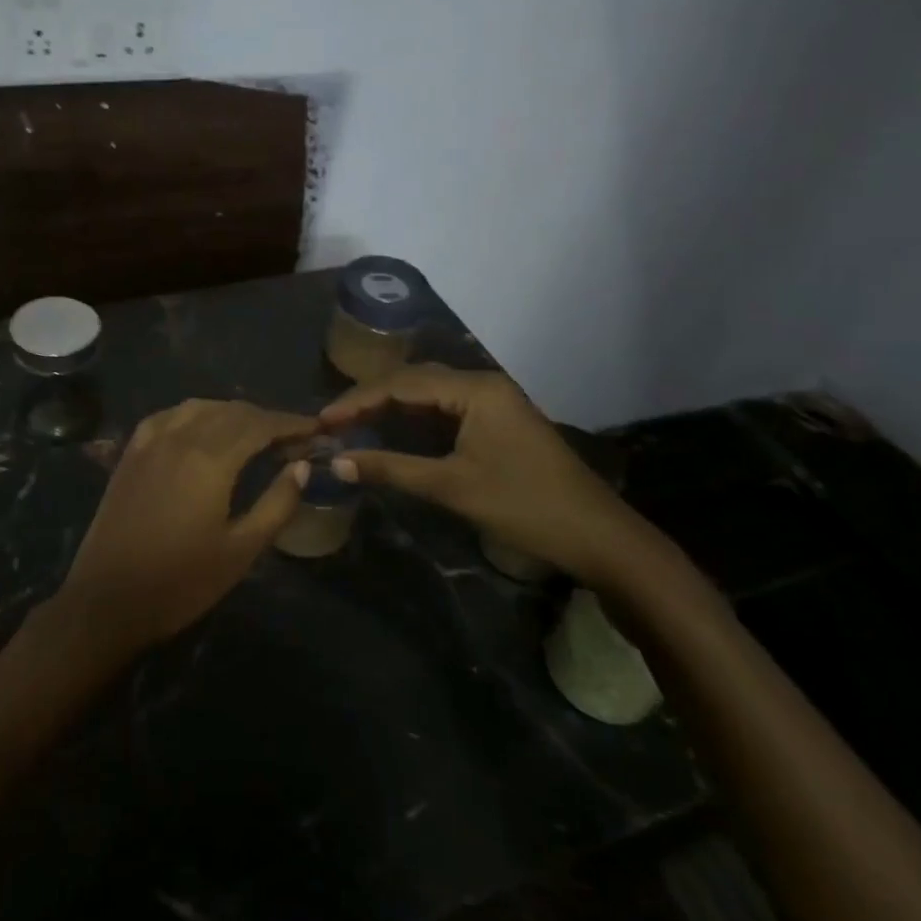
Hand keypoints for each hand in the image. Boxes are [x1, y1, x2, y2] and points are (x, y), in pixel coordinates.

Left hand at [51, 399, 315, 663]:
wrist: (107, 600)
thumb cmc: (181, 582)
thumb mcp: (241, 550)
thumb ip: (277, 504)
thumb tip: (301, 467)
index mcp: (210, 459)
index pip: (259, 424)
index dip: (291, 423)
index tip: (315, 429)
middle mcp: (179, 437)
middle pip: (231, 411)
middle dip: (265, 419)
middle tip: (291, 438)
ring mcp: (150, 441)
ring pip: (200, 407)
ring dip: (232, 414)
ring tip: (253, 434)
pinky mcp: (130, 453)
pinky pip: (169, 416)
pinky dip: (196, 415)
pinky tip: (203, 430)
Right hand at [321, 364, 659, 587]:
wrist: (598, 537)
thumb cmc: (525, 506)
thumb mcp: (452, 487)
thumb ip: (391, 469)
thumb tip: (336, 462)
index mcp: (476, 389)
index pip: (402, 384)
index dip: (357, 400)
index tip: (321, 421)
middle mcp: (483, 384)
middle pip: (414, 382)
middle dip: (370, 400)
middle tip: (331, 422)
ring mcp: (493, 402)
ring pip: (428, 395)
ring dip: (390, 408)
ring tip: (351, 425)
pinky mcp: (498, 422)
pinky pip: (445, 411)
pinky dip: (413, 421)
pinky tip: (391, 432)